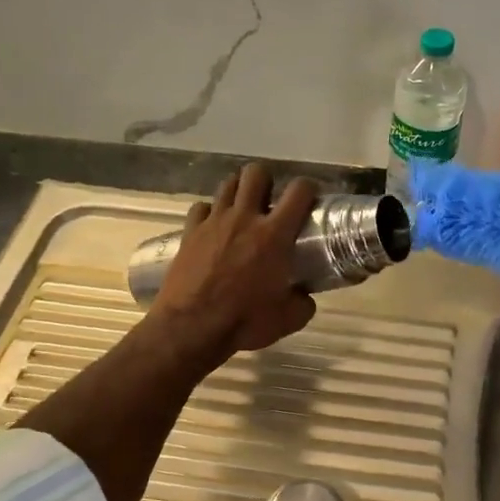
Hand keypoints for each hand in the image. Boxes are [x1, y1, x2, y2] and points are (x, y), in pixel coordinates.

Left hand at [145, 164, 318, 370]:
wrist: (192, 327)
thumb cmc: (244, 321)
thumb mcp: (288, 319)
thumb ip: (303, 303)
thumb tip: (304, 297)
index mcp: (274, 234)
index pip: (299, 191)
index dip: (308, 188)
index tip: (309, 199)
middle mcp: (245, 218)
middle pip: (256, 172)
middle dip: (266, 180)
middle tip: (270, 201)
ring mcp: (214, 222)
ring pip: (227, 184)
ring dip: (238, 191)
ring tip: (243, 209)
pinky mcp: (190, 232)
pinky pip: (201, 208)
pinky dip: (210, 213)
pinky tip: (213, 228)